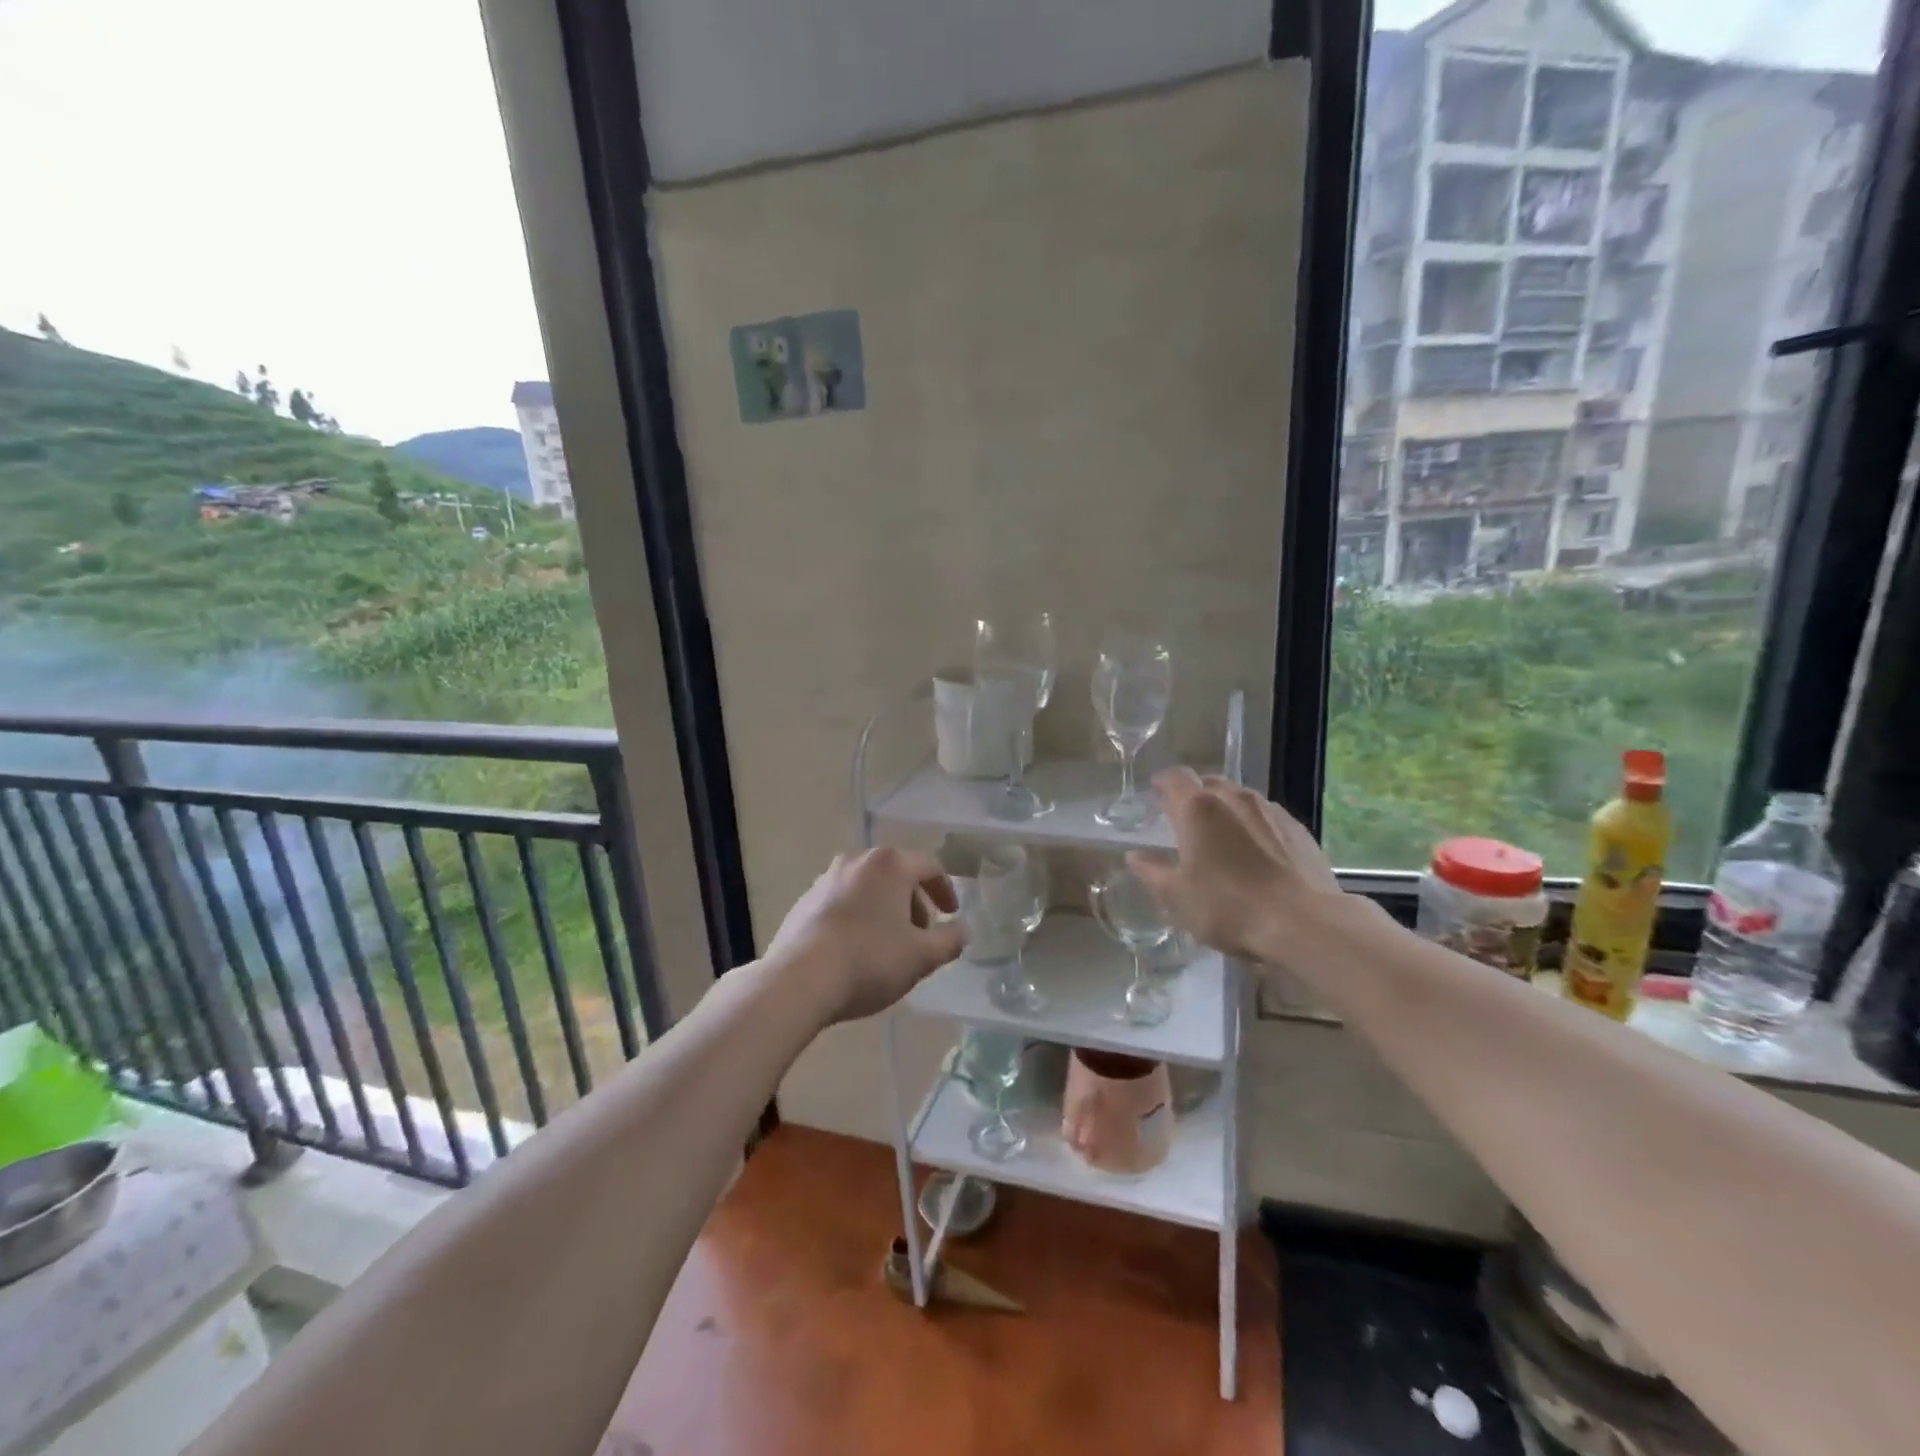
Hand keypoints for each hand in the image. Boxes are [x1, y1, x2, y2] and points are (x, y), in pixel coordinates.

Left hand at [766, 848, 966, 1024]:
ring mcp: (826, 879)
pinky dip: (858, 918)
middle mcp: (857, 861)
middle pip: (896, 876)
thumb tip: (962, 930)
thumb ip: (949, 941)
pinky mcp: (804, 902)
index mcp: (890, 864)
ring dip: (885, 911)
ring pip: (868, 889)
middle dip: (914, 903)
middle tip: (921, 935)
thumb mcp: (921, 956)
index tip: (951, 914)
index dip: (945, 891)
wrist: (798, 980)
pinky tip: (856, 950)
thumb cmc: (870, 960)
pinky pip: (843, 903)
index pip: (928, 867)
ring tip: (889, 946)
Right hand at [1128, 768, 1341, 964]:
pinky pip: (1267, 817)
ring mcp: (1271, 811)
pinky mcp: (1299, 830)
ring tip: (1222, 837)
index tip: (1156, 793)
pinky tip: (1256, 853)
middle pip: (1209, 783)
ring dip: (1226, 810)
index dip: (1163, 782)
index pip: (1175, 777)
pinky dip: (1254, 826)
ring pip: (1240, 798)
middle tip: (1185, 820)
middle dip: (1194, 795)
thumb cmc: (1228, 907)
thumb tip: (1135, 856)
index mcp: (1198, 808)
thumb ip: (1151, 871)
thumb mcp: (1176, 896)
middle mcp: (1234, 798)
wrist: (1303, 923)